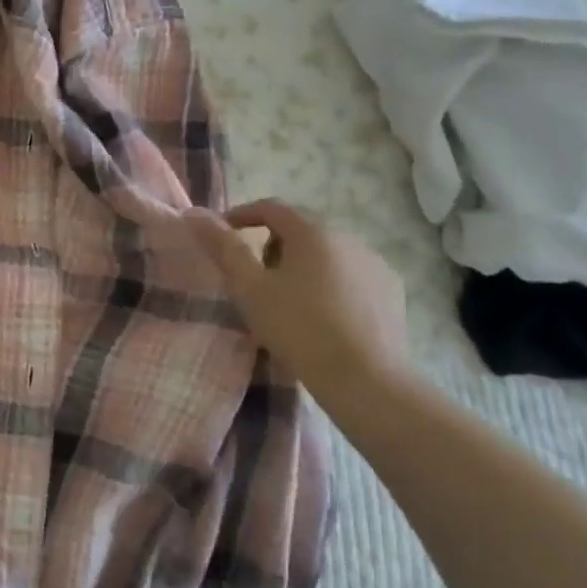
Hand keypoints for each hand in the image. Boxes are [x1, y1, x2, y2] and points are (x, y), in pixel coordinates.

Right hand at [185, 199, 411, 412]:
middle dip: (272, 246)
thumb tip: (194, 213)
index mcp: (312, 232)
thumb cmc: (299, 329)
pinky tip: (324, 317)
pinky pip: (351, 275)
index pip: (271, 207)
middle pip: (300, 229)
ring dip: (303, 266)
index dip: (242, 216)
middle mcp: (348, 237)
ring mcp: (375, 263)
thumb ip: (223, 248)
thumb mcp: (250, 289)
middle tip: (255, 280)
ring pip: (327, 253)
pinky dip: (331, 285)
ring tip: (289, 303)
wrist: (367, 380)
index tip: (223, 236)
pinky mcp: (392, 291)